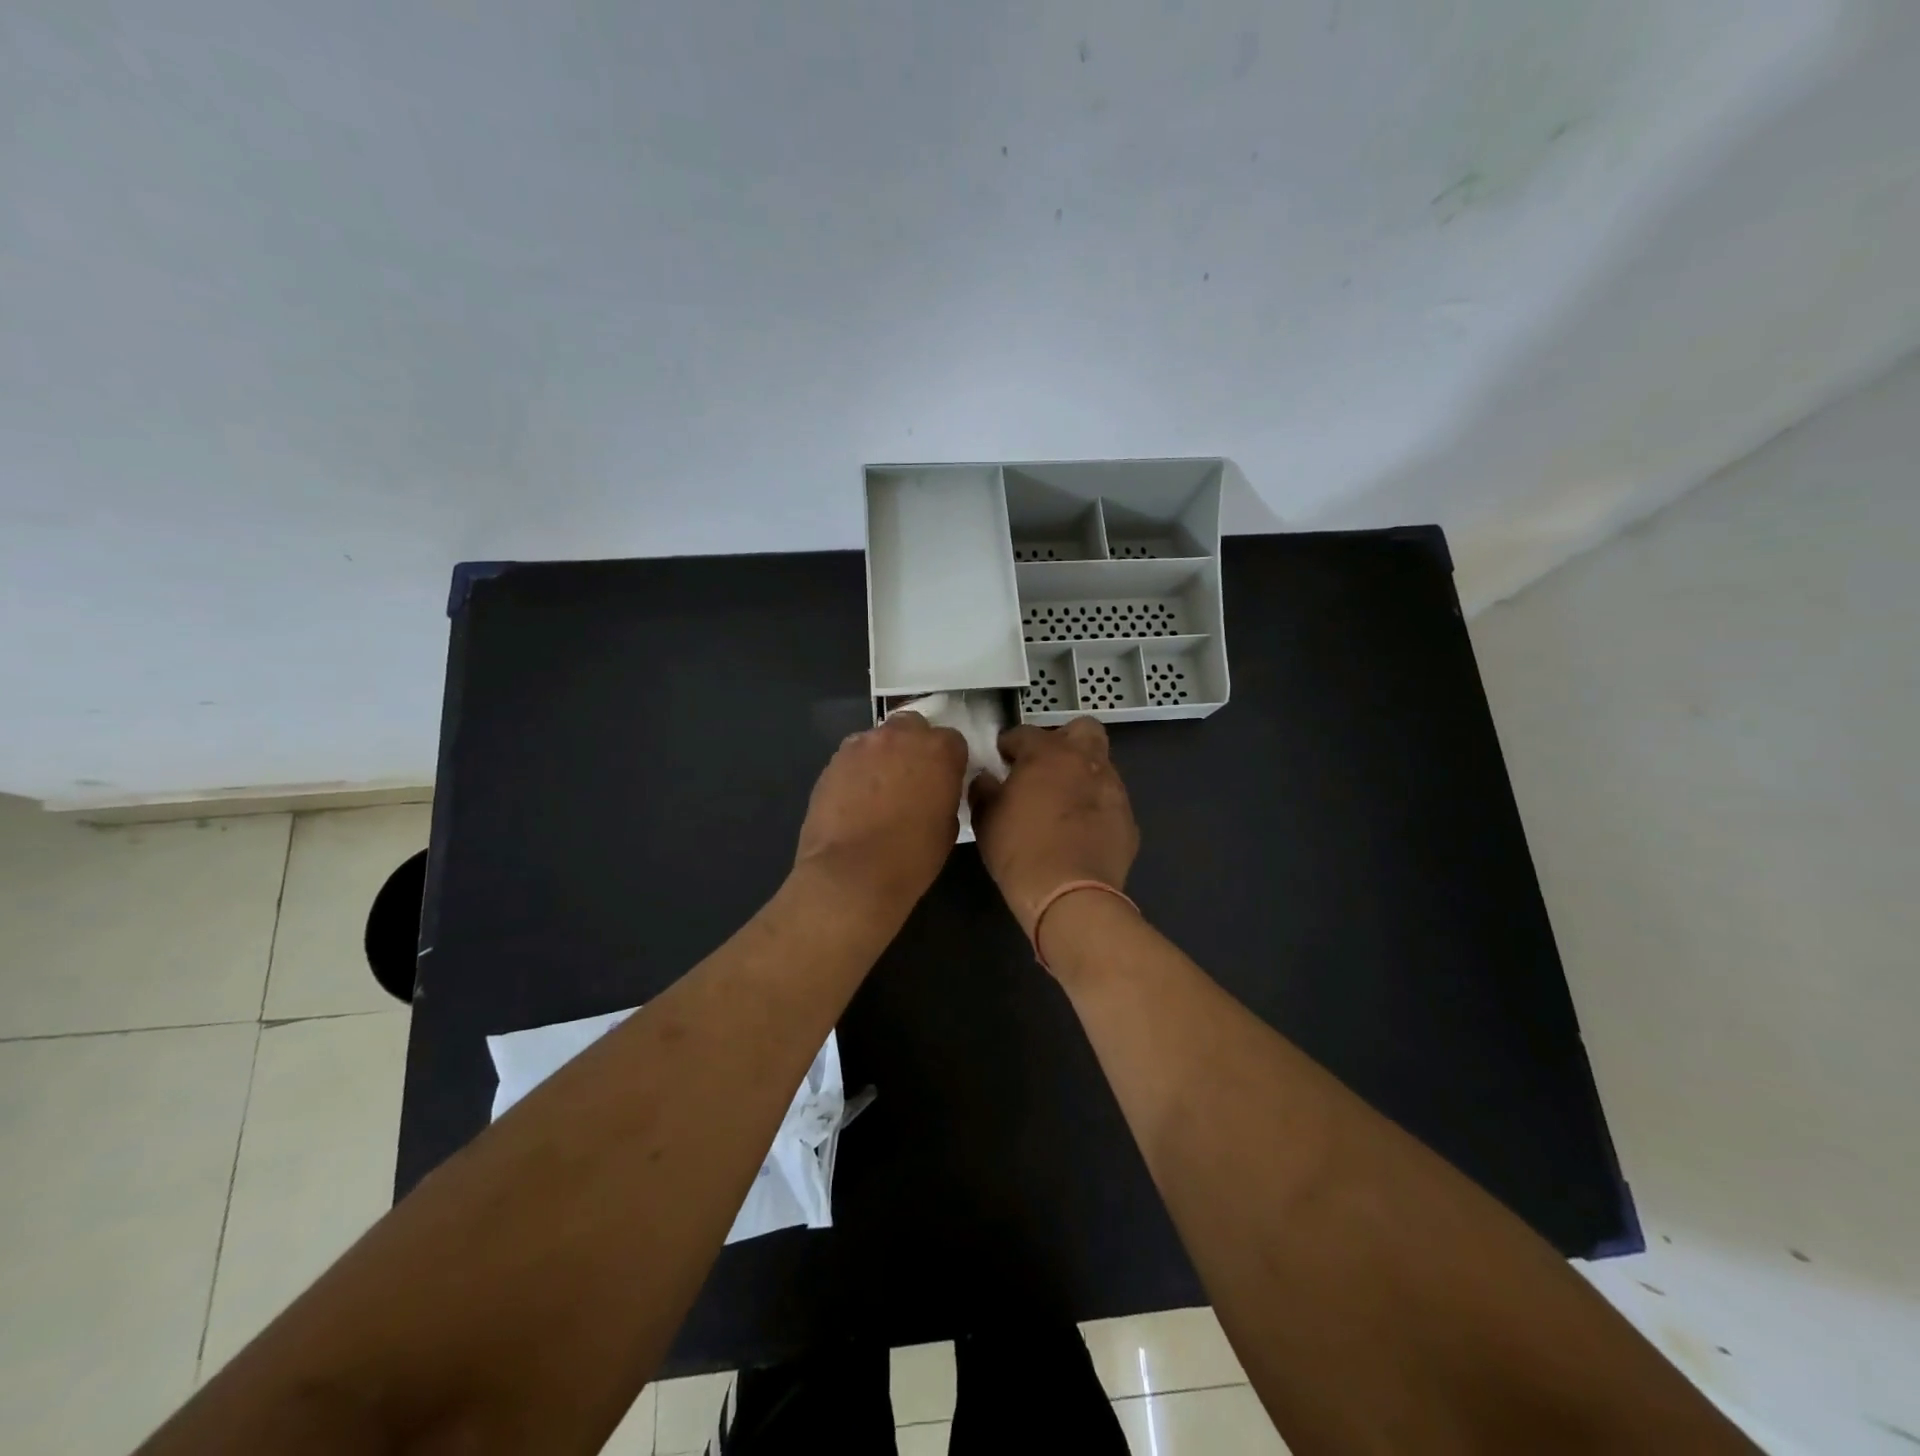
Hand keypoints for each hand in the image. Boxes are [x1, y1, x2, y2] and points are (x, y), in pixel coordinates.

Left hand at [794, 713, 968, 916]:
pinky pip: (852, 757)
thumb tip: (935, 791)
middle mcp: (900, 736)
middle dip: (914, 747)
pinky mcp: (832, 761)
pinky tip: (855, 800)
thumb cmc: (911, 857)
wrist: (851, 873)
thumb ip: (945, 795)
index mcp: (939, 750)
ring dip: (883, 756)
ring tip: (879, 791)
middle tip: (912, 779)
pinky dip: (858, 771)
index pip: (952, 741)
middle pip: (912, 727)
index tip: (944, 782)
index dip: (949, 762)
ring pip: (878, 739)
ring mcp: (862, 745)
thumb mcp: (947, 827)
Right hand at [969, 718, 1138, 938]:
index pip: (1025, 732)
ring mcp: (1113, 789)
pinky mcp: (1128, 819)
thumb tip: (987, 779)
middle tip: (1044, 766)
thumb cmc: (1019, 850)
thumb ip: (984, 789)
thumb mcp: (986, 818)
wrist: (1069, 894)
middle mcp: (1086, 761)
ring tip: (1063, 802)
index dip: (1010, 744)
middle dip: (1063, 740)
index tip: (1001, 758)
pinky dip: (1096, 806)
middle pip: (1083, 729)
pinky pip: (1110, 801)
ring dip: (1082, 774)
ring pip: (1101, 765)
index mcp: (1048, 753)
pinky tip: (1081, 830)